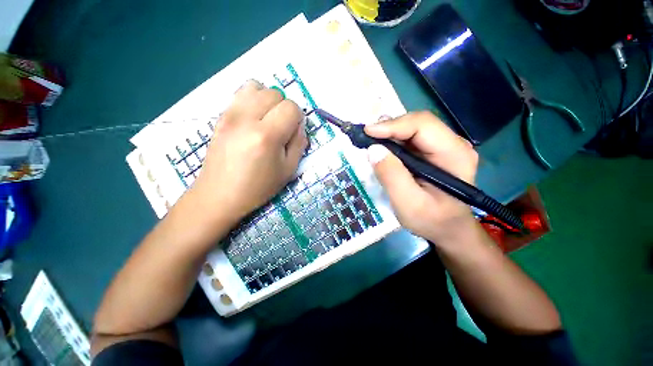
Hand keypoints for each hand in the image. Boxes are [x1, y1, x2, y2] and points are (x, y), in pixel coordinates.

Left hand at [188, 80, 306, 226]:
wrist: (220, 194)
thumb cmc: (258, 187)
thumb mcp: (288, 170)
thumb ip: (299, 144)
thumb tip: (299, 125)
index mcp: (267, 135)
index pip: (291, 107)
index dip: (298, 118)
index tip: (293, 132)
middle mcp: (247, 119)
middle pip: (275, 93)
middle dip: (284, 108)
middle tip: (281, 128)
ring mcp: (230, 114)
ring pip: (257, 87)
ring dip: (268, 100)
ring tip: (267, 119)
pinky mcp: (221, 116)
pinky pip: (240, 93)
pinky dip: (252, 98)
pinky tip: (253, 117)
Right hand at [365, 111, 478, 243]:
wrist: (447, 229)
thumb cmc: (431, 220)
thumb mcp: (408, 203)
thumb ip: (392, 176)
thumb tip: (373, 150)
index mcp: (454, 154)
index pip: (422, 125)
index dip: (392, 125)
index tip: (367, 132)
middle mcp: (453, 143)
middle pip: (417, 123)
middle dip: (389, 128)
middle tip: (365, 137)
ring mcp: (444, 146)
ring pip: (412, 128)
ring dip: (389, 133)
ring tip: (370, 141)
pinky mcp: (433, 152)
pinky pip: (411, 138)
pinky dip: (393, 141)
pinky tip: (382, 148)